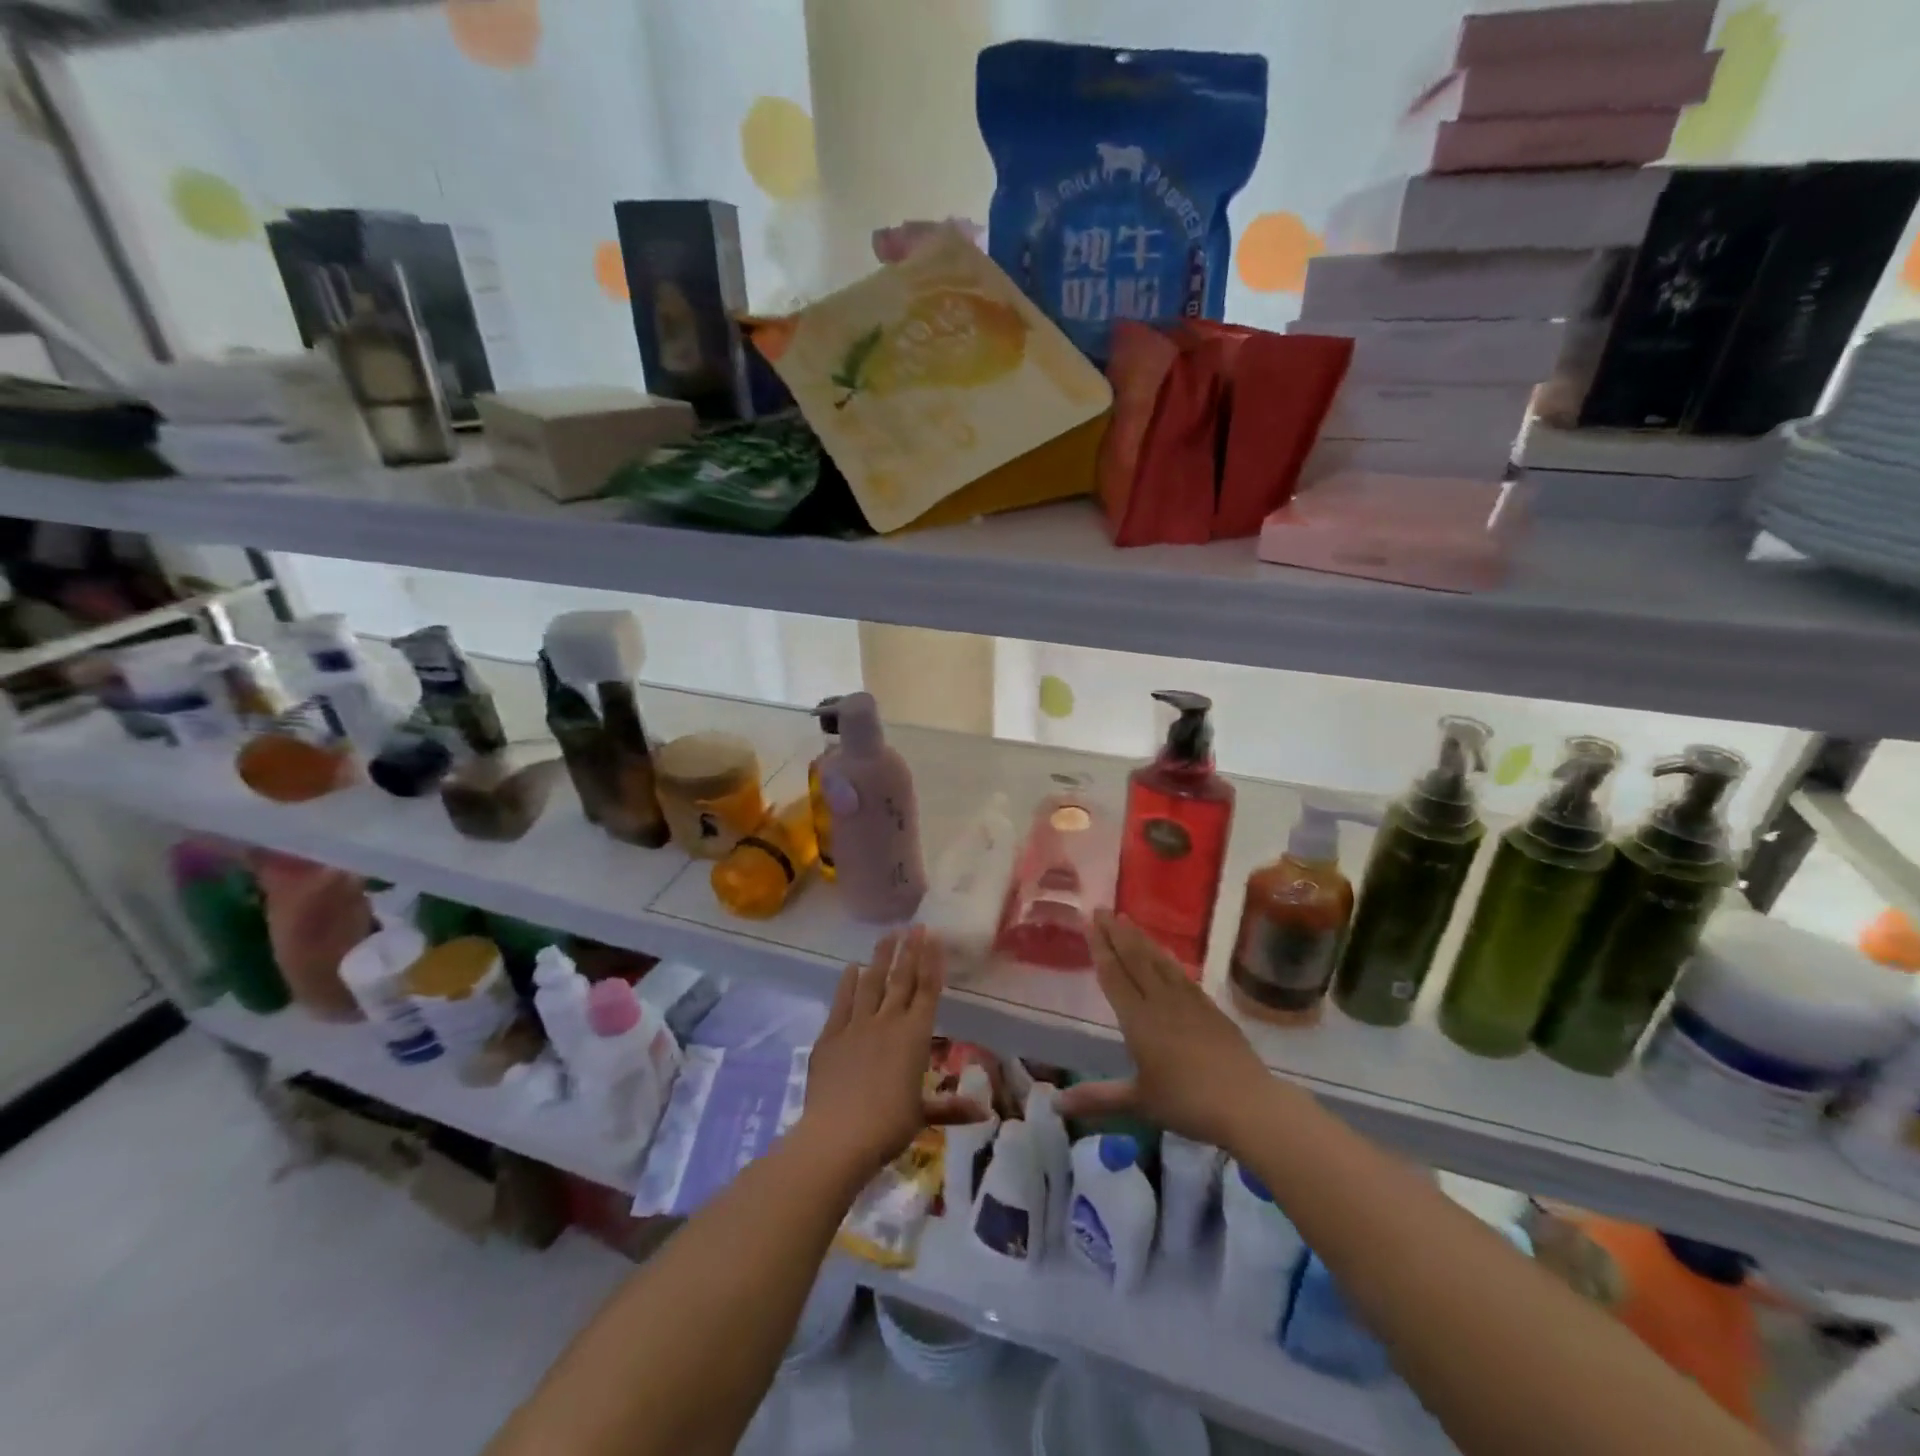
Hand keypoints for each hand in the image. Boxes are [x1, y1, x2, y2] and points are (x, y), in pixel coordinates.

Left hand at [797, 927, 976, 1183]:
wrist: (838, 1135)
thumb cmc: (888, 1126)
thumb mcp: (922, 1115)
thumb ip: (950, 1107)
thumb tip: (985, 1113)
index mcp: (915, 1036)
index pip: (927, 990)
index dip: (932, 962)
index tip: (934, 937)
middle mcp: (888, 1022)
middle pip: (901, 979)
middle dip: (909, 950)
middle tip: (915, 926)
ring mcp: (857, 1025)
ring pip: (871, 982)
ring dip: (880, 957)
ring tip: (887, 935)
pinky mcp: (831, 1035)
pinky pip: (842, 1001)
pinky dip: (847, 982)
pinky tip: (851, 967)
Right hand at [1057, 911, 1273, 1149]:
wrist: (1247, 1103)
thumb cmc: (1187, 1103)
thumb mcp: (1138, 1102)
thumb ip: (1097, 1098)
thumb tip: (1053, 1105)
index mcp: (1138, 1020)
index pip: (1114, 975)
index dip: (1100, 947)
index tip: (1089, 922)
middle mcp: (1160, 1002)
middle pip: (1135, 959)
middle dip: (1116, 933)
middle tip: (1102, 909)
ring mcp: (1188, 1002)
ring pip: (1158, 961)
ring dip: (1140, 939)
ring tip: (1127, 919)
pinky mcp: (1210, 1008)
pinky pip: (1182, 974)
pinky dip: (1168, 957)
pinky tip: (1164, 952)